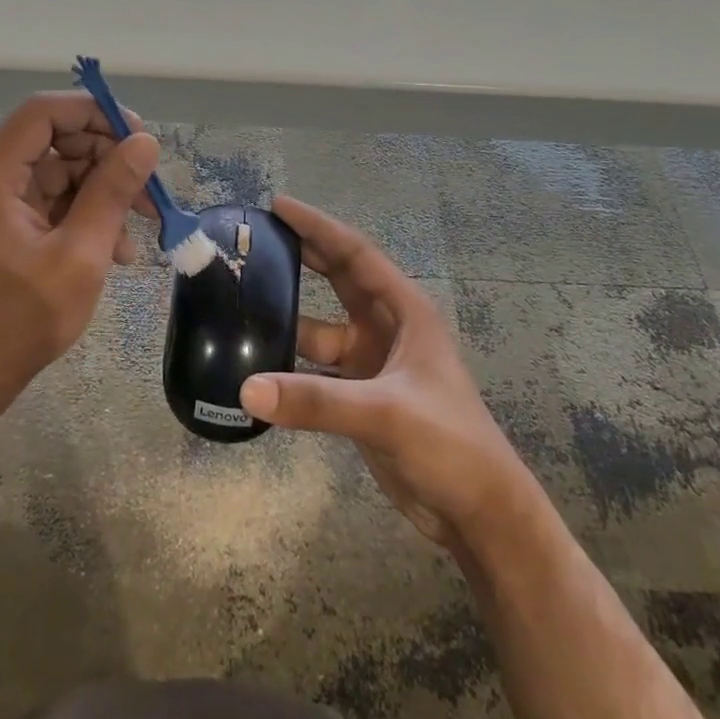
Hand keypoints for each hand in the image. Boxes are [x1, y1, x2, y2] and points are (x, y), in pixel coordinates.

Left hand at [0, 92, 157, 411]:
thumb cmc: (19, 323)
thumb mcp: (80, 256)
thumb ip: (112, 192)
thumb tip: (145, 143)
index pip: (43, 112)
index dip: (95, 114)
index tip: (139, 139)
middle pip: (52, 141)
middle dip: (105, 161)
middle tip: (148, 192)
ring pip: (55, 172)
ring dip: (99, 194)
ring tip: (138, 231)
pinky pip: (46, 201)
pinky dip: (80, 216)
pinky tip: (114, 249)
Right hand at [239, 196, 527, 550]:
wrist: (478, 512)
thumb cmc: (449, 443)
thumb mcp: (385, 412)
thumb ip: (316, 400)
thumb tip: (246, 389)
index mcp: (405, 311)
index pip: (356, 254)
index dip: (318, 227)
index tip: (277, 206)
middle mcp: (386, 328)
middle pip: (338, 280)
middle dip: (301, 257)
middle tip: (253, 241)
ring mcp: (372, 364)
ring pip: (321, 328)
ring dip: (288, 317)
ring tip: (241, 302)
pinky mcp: (360, 397)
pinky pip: (315, 370)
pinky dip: (289, 365)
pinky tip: (255, 364)